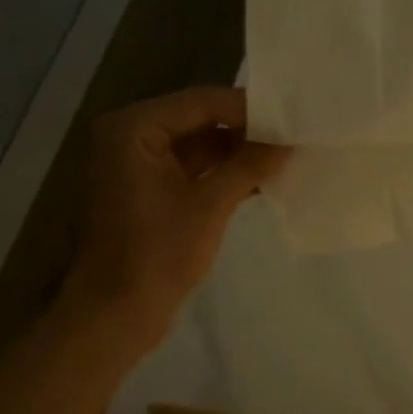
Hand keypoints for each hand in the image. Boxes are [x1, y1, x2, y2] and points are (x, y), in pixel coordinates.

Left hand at [66, 87, 289, 351]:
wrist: (118, 312)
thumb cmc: (158, 255)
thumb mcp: (209, 206)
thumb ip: (249, 165)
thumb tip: (289, 141)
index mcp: (135, 128)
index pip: (202, 101)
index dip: (249, 108)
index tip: (293, 118)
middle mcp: (133, 135)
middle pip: (201, 118)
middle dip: (247, 128)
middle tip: (294, 134)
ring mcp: (141, 163)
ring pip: (201, 143)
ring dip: (239, 150)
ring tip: (286, 154)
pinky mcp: (151, 189)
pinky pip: (195, 167)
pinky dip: (225, 170)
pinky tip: (263, 178)